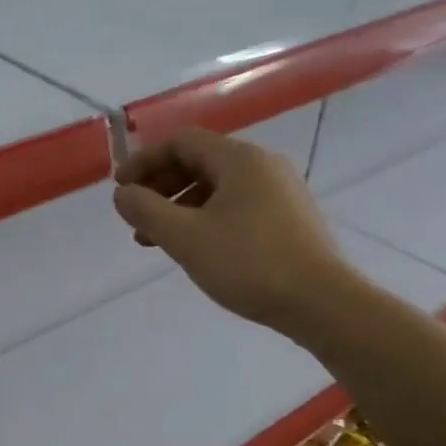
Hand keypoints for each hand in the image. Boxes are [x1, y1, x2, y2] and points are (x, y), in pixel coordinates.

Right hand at [112, 128, 351, 333]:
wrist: (323, 303)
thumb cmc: (249, 264)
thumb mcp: (185, 237)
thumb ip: (146, 210)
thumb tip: (123, 194)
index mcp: (240, 159)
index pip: (182, 142)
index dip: (145, 161)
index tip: (121, 189)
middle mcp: (264, 165)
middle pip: (200, 162)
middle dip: (161, 187)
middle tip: (137, 217)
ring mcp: (282, 192)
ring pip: (219, 188)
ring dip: (182, 207)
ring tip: (158, 241)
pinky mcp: (291, 219)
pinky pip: (238, 206)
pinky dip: (208, 218)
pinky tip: (198, 249)